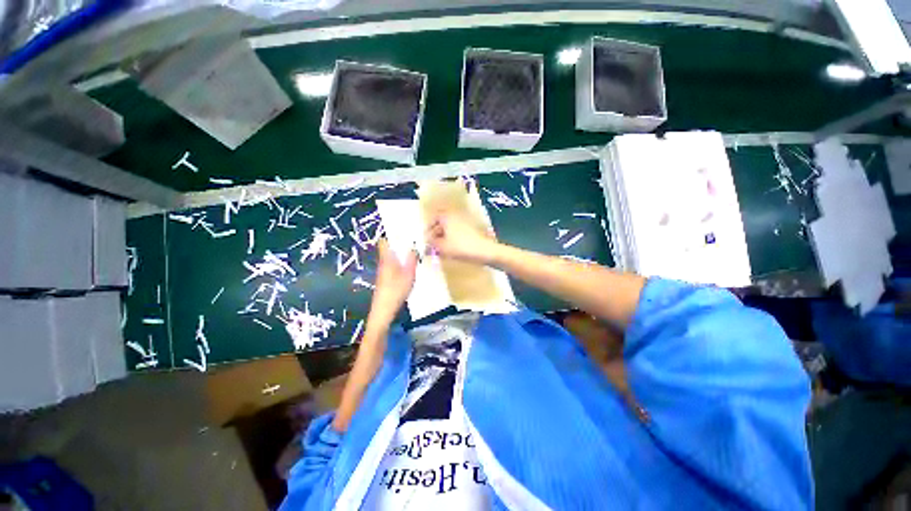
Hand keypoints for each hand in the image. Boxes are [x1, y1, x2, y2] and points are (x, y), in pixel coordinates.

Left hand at [369, 239, 417, 322]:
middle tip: (413, 241)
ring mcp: (383, 272)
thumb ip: (412, 259)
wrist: (383, 310)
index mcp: (387, 259)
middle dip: (399, 244)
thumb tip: (414, 246)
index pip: (384, 241)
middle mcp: (383, 263)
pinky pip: (392, 266)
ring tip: (413, 252)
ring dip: (400, 254)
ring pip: (391, 258)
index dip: (392, 235)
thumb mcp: (409, 274)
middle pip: (388, 249)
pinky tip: (408, 268)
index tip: (404, 231)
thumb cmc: (396, 290)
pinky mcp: (385, 279)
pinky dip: (399, 263)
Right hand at [426, 210, 500, 263]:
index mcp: (447, 216)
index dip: (428, 229)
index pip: (433, 218)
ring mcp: (465, 222)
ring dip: (443, 237)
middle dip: (435, 234)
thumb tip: (426, 242)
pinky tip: (451, 250)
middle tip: (431, 245)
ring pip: (449, 228)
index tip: (425, 239)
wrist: (485, 252)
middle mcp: (455, 216)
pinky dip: (452, 239)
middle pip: (441, 223)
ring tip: (440, 250)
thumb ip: (431, 244)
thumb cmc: (461, 247)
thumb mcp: (442, 247)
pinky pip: (457, 232)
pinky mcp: (471, 230)